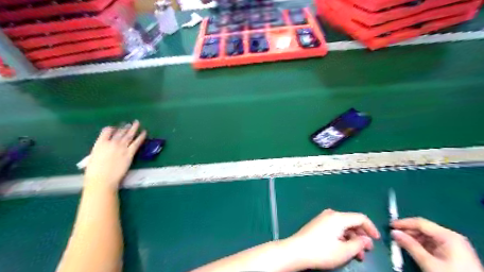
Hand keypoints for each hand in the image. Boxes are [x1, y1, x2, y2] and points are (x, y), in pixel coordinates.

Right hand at [83, 120, 145, 190]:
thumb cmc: (94, 171)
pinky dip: (141, 137)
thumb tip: (105, 147)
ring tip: (137, 123)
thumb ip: (100, 149)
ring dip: (134, 128)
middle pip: (120, 132)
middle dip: (124, 127)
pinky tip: (144, 132)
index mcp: (100, 143)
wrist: (102, 179)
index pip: (107, 131)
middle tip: (129, 123)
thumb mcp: (93, 157)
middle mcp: (112, 143)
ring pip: (129, 135)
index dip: (112, 129)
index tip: (115, 128)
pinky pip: (137, 143)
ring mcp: (122, 147)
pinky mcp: (130, 153)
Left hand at [284, 209, 379, 269]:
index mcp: (338, 217)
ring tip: (356, 255)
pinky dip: (342, 237)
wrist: (297, 250)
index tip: (377, 240)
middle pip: (351, 222)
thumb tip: (365, 239)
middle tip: (366, 251)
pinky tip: (343, 249)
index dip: (371, 228)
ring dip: (351, 239)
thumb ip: (358, 244)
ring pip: (343, 227)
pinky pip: (334, 228)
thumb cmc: (322, 251)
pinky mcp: (317, 224)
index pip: (360, 217)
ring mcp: (322, 218)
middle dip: (361, 236)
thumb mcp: (344, 251)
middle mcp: (330, 214)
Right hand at [392, 216, 483, 271]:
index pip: (420, 223)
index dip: (404, 223)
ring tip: (401, 244)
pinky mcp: (454, 254)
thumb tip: (393, 233)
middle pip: (424, 229)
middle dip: (408, 232)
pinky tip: (413, 249)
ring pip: (427, 236)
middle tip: (394, 236)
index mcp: (448, 236)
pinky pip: (432, 244)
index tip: (390, 226)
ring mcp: (454, 245)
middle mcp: (451, 237)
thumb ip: (410, 246)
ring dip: (413, 239)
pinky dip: (421, 245)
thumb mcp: (428, 263)